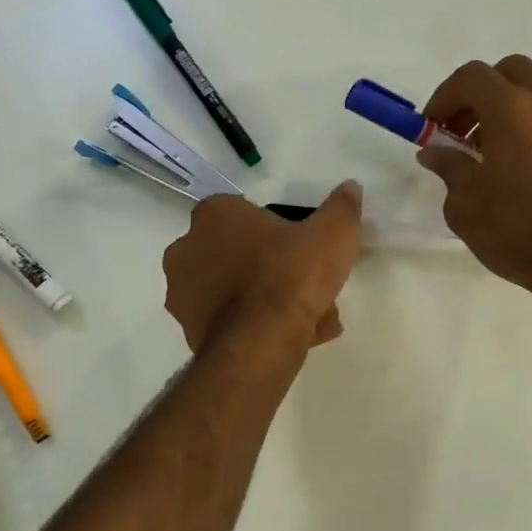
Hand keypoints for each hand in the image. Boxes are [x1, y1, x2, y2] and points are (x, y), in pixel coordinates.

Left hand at [162, 184, 363, 352]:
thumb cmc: (291, 276)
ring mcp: (182, 291)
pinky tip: (291, 337)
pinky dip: (254, 326)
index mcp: (215, 214)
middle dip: (270, 266)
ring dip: (264, 298)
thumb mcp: (332, 235)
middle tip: (307, 283)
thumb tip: (350, 188)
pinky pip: (228, 320)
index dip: (277, 229)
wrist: (261, 343)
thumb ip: (342, 207)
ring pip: (233, 288)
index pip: (245, 212)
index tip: (302, 247)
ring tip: (309, 318)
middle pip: (238, 251)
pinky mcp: (187, 328)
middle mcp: (187, 247)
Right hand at [418, 56, 531, 322]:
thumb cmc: (518, 232)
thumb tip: (436, 151)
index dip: (444, 97)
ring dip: (516, 110)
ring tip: (502, 153)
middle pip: (511, 71)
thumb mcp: (465, 205)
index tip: (434, 127)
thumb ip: (449, 167)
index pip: (470, 77)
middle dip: (482, 94)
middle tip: (467, 132)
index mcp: (513, 109)